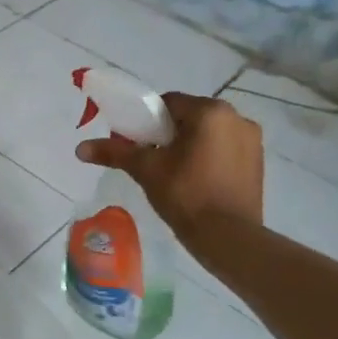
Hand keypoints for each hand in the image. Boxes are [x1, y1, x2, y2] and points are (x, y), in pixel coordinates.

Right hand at [75, 92, 262, 245]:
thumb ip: (114, 152)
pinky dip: (208, 157)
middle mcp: (237, 118)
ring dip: (189, 144)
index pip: (168, 102)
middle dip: (168, 132)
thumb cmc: (185, 194)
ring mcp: (252, 140)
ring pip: (208, 133)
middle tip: (151, 158)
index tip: (137, 141)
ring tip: (172, 171)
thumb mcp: (145, 169)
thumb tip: (79, 149)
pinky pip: (224, 149)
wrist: (228, 237)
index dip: (147, 119)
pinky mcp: (258, 162)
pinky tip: (195, 180)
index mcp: (210, 111)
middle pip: (189, 116)